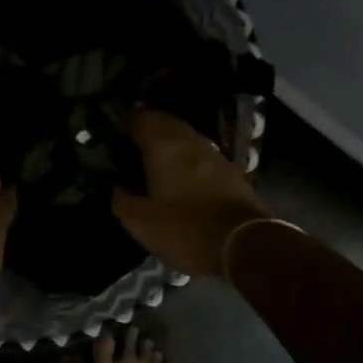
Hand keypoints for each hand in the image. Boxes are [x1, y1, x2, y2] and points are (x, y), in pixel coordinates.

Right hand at [111, 108, 268, 276]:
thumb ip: (123, 201)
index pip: (142, 118)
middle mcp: (190, 141)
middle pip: (166, 123)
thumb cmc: (186, 229)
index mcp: (164, 146)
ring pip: (186, 138)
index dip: (127, 123)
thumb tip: (117, 187)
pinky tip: (182, 177)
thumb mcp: (142, 223)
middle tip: (133, 147)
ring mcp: (214, 154)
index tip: (115, 136)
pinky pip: (202, 155)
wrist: (246, 244)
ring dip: (170, 144)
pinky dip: (188, 159)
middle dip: (149, 130)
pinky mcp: (231, 171)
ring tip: (155, 162)